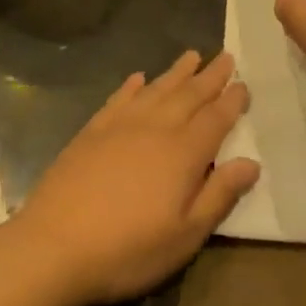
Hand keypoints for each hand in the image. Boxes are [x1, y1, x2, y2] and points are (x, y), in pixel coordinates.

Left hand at [13, 51, 259, 305]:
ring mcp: (120, 127)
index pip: (216, 118)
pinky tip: (138, 78)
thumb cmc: (128, 249)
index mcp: (184, 153)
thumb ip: (219, 195)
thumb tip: (251, 163)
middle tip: (226, 57)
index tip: (243, 84)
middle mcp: (155, 129)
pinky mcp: (91, 133)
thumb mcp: (185, 235)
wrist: (53, 248)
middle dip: (210, 76)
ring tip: (192, 55)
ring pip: (156, 90)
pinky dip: (132, 86)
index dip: (232, 101)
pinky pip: (118, 99)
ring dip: (176, 72)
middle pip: (189, 95)